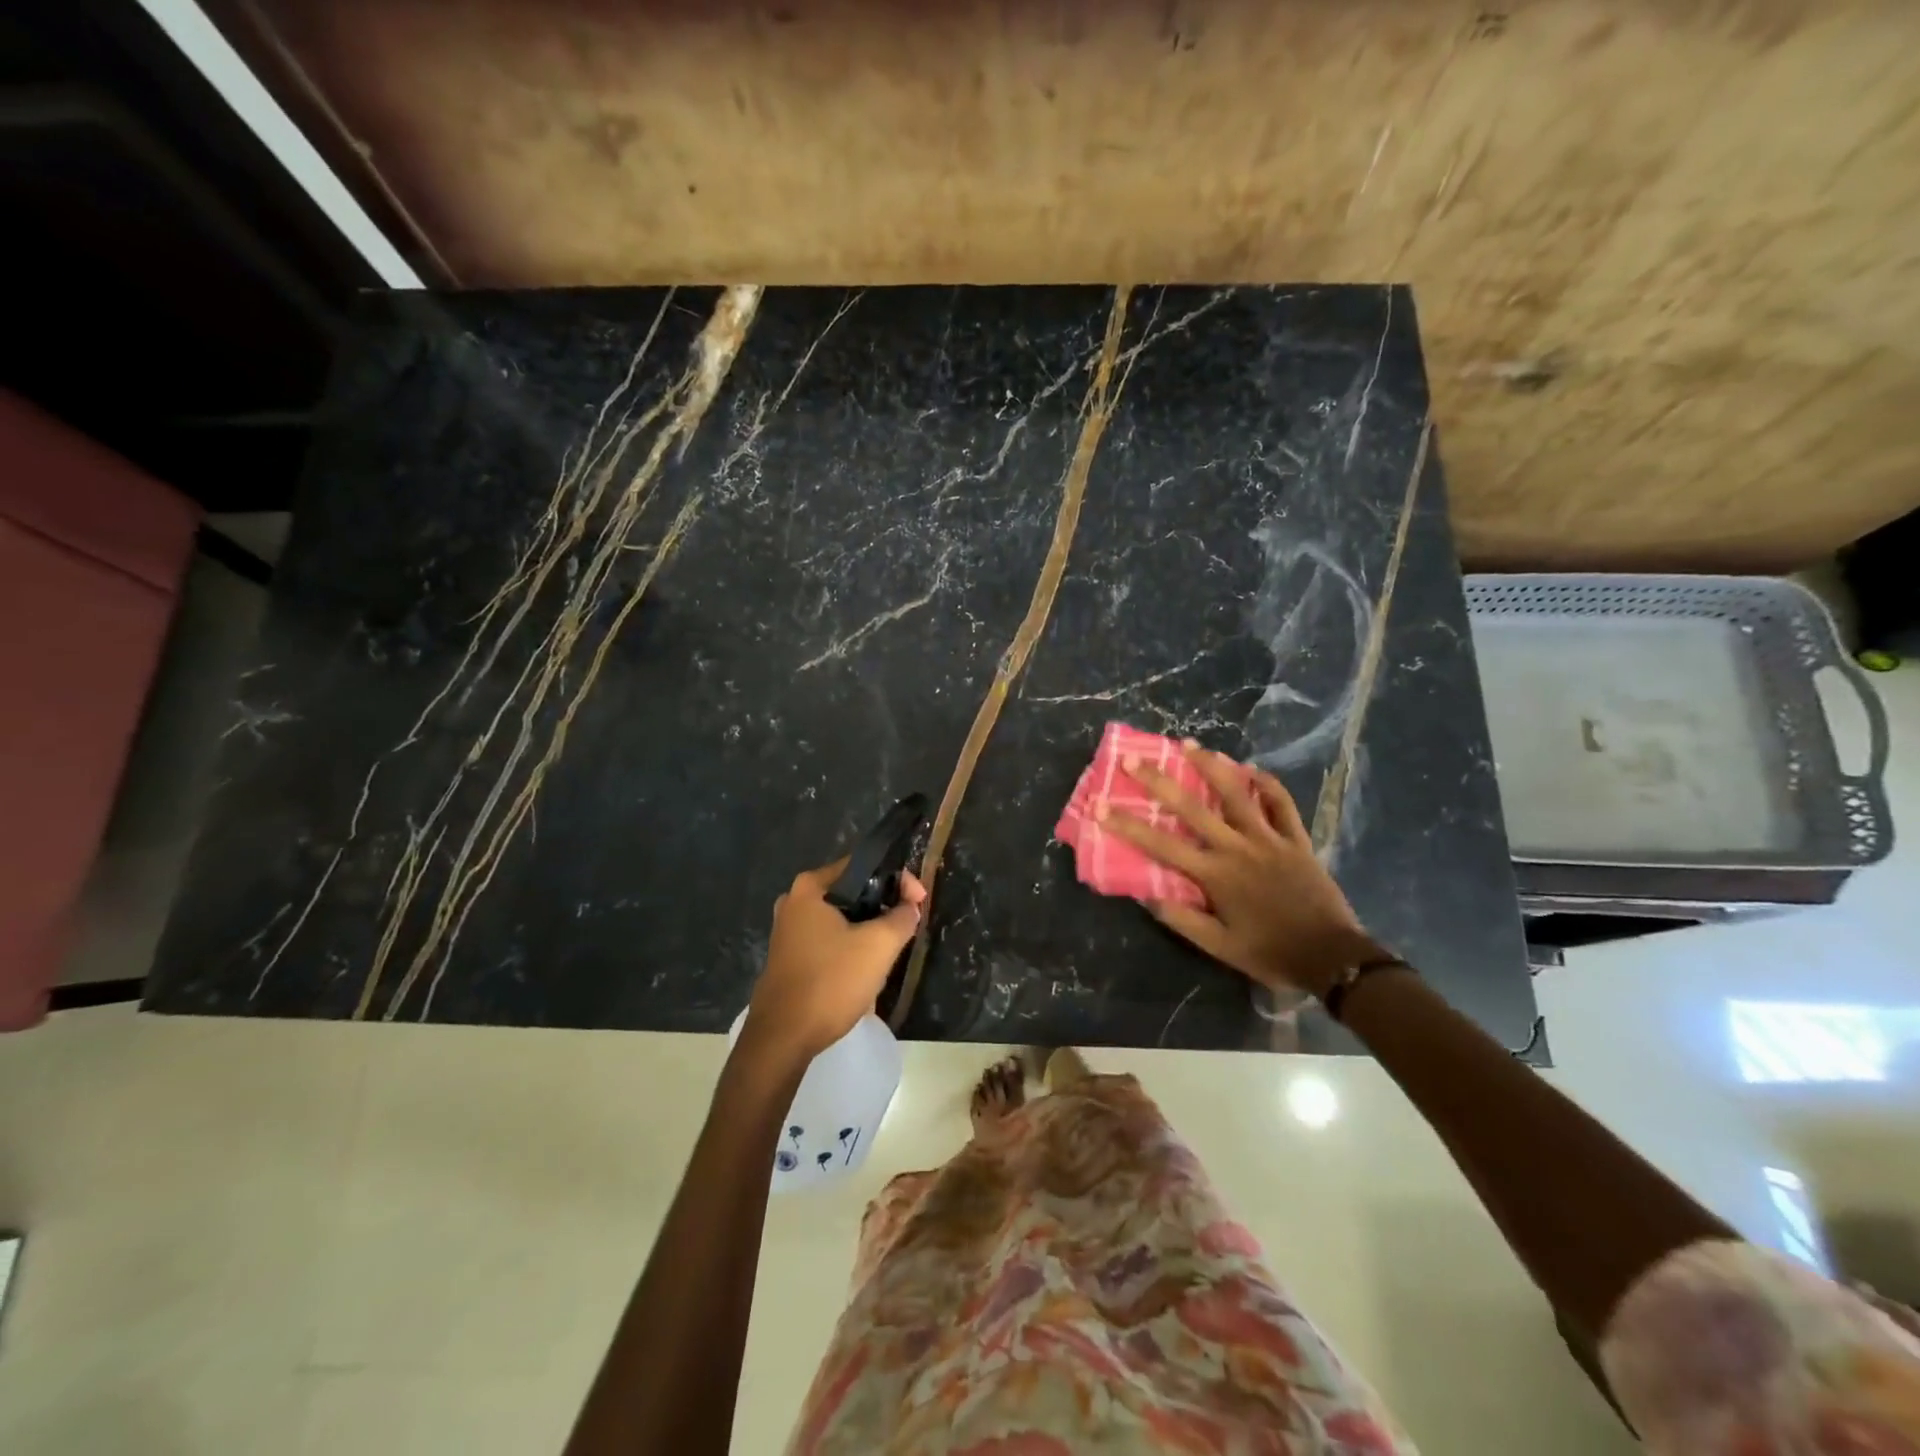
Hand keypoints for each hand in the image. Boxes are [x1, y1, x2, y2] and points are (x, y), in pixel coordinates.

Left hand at [744, 858, 926, 1061]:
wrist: (783, 1039)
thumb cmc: (831, 982)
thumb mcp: (879, 946)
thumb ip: (901, 917)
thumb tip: (910, 906)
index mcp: (810, 887)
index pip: (863, 866)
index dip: (898, 880)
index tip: (919, 902)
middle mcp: (794, 902)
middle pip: (852, 892)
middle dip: (883, 907)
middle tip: (907, 925)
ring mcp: (788, 931)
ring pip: (841, 920)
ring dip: (868, 931)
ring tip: (891, 949)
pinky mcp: (789, 958)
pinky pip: (829, 941)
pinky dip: (850, 948)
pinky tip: (865, 970)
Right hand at [1094, 741, 1382, 998]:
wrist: (1332, 958)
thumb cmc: (1270, 952)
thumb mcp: (1218, 947)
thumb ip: (1182, 918)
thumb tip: (1145, 893)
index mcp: (1214, 875)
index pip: (1160, 845)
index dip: (1127, 825)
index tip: (1100, 807)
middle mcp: (1237, 848)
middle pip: (1192, 807)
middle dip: (1159, 782)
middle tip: (1134, 760)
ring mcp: (1269, 839)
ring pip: (1237, 793)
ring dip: (1211, 765)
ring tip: (1188, 745)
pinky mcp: (1296, 839)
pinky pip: (1281, 803)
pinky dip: (1266, 783)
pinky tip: (1250, 769)